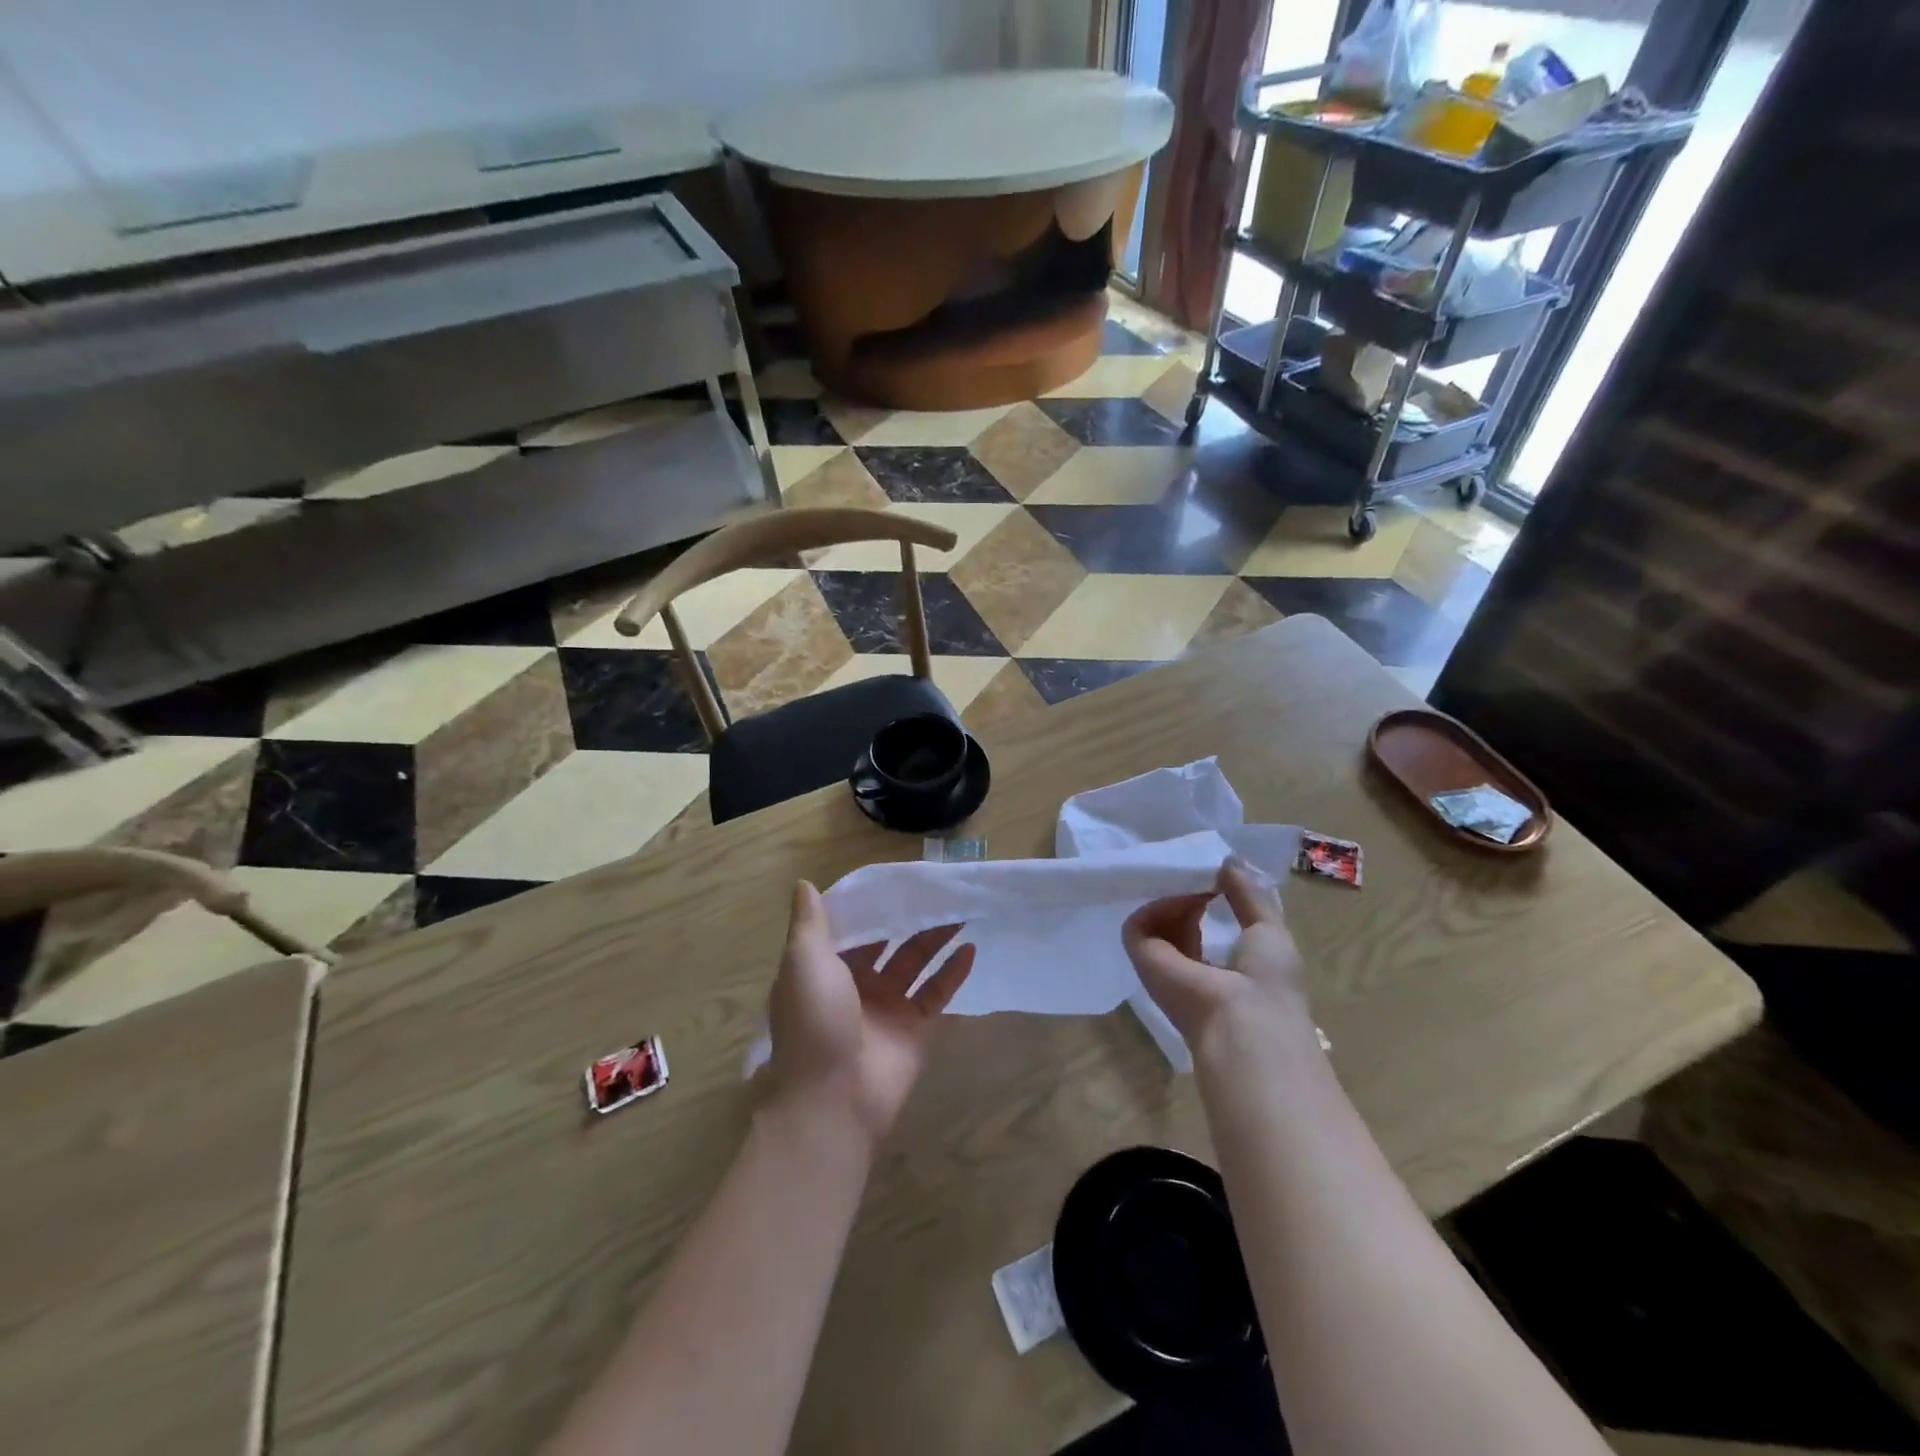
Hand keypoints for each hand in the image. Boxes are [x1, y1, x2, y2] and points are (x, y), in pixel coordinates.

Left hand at [767, 880, 976, 1145]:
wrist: (834, 1098)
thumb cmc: (815, 1020)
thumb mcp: (803, 962)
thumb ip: (809, 923)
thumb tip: (804, 884)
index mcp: (825, 968)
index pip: (851, 928)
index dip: (871, 904)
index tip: (894, 878)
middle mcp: (856, 984)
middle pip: (888, 942)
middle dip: (908, 919)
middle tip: (936, 889)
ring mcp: (888, 1007)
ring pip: (916, 963)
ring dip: (936, 938)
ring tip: (961, 909)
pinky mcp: (915, 1027)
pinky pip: (937, 993)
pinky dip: (953, 972)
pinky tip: (970, 949)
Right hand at [1122, 858, 1310, 1054]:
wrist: (1246, 1022)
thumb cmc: (1268, 981)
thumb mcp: (1269, 929)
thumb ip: (1248, 895)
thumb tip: (1229, 861)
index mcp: (1220, 967)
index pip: (1201, 927)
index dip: (1203, 897)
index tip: (1211, 873)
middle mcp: (1189, 967)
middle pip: (1176, 920)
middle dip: (1186, 892)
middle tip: (1198, 872)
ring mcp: (1164, 965)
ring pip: (1156, 920)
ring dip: (1173, 897)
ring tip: (1193, 885)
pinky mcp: (1142, 959)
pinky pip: (1138, 924)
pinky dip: (1156, 906)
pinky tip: (1182, 898)